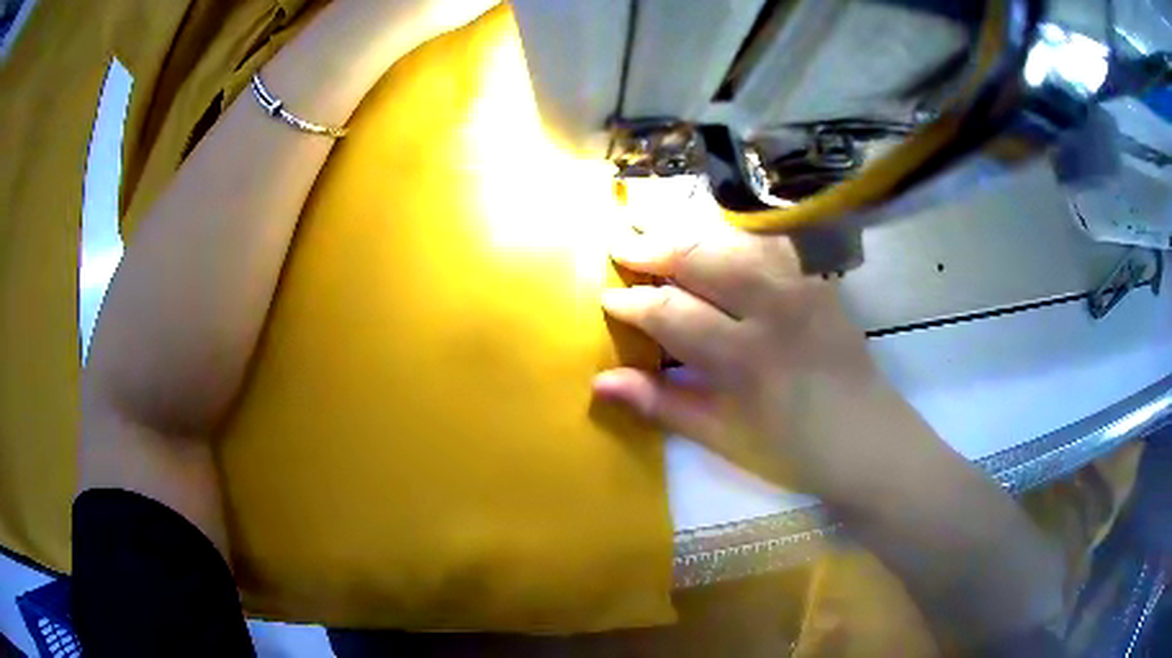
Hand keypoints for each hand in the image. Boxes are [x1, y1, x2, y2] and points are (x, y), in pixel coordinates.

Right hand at [594, 222, 938, 502]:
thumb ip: (662, 404)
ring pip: (736, 241)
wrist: (870, 442)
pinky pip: (772, 244)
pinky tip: (718, 233)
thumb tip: (601, 381)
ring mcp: (803, 288)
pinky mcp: (822, 282)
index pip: (672, 312)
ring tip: (656, 226)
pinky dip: (736, 233)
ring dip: (691, 232)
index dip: (634, 303)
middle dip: (654, 247)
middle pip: (703, 259)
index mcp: (745, 357)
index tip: (607, 298)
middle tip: (619, 242)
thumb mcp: (723, 438)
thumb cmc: (794, 452)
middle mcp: (774, 309)